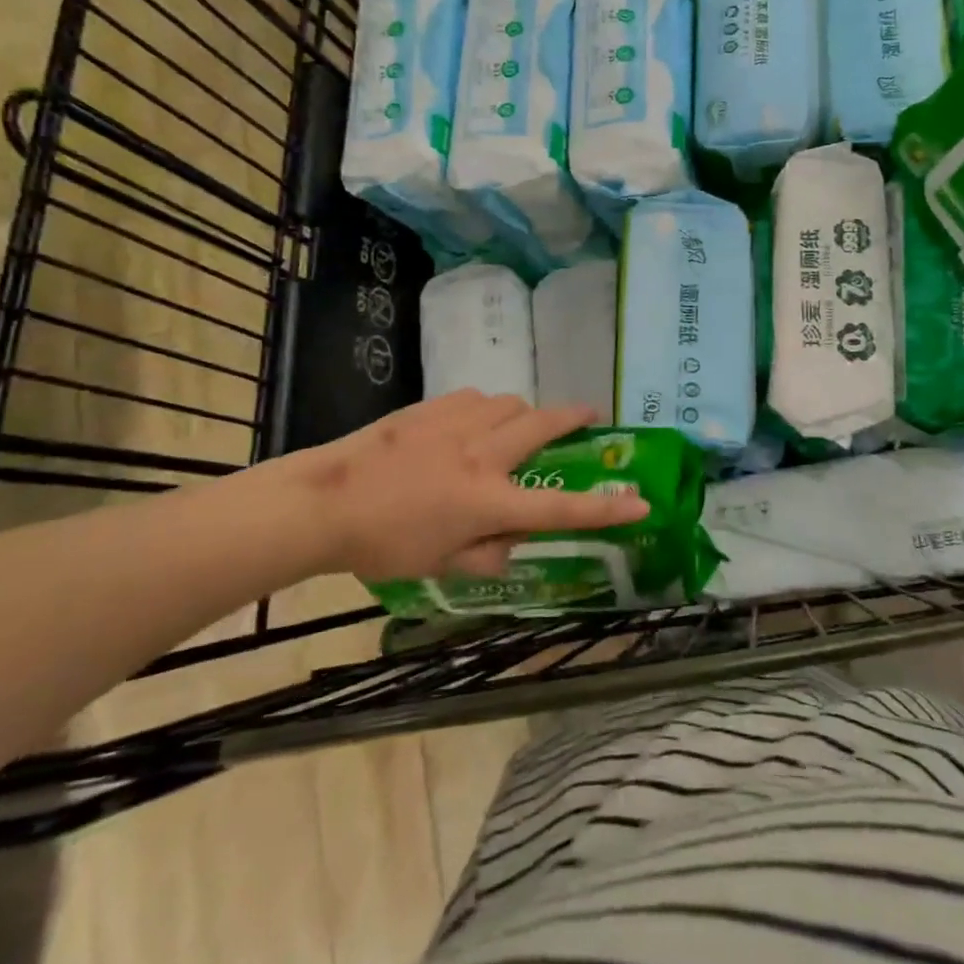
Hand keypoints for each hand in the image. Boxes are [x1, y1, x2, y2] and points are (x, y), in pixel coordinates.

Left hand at [270, 392, 647, 582]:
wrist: (324, 502)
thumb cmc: (382, 543)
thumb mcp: (440, 564)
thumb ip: (486, 553)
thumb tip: (511, 540)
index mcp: (486, 501)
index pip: (560, 510)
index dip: (606, 509)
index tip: (640, 502)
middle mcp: (481, 455)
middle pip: (543, 425)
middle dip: (574, 417)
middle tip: (589, 415)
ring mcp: (456, 424)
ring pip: (510, 403)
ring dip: (524, 414)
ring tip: (516, 428)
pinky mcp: (431, 408)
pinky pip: (475, 398)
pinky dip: (486, 409)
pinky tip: (471, 424)